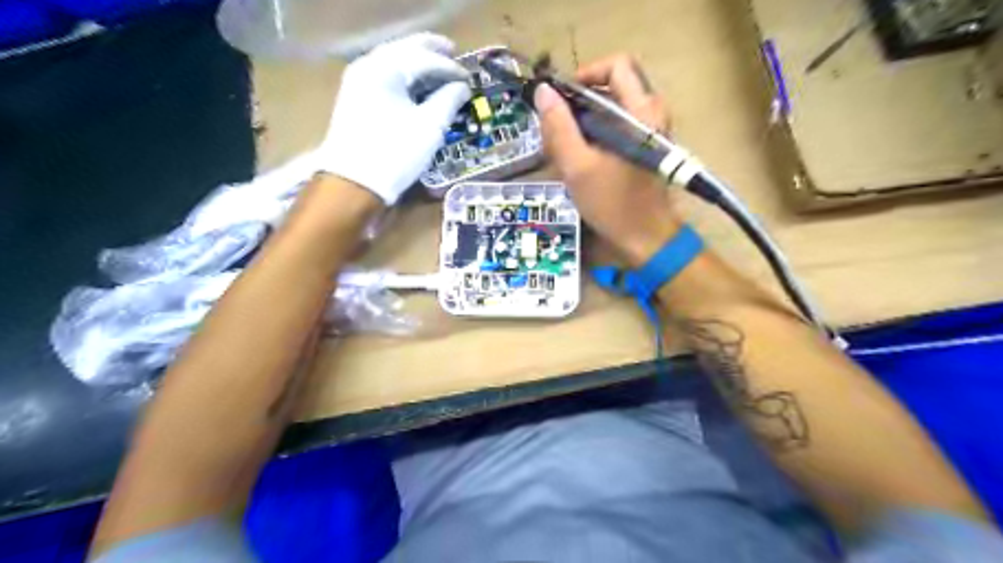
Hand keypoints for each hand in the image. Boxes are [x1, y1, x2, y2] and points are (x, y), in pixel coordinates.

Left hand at [322, 34, 475, 203]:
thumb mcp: (429, 127)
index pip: (425, 58)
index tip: (470, 79)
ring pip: (393, 61)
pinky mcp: (356, 98)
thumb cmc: (396, 153)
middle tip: (454, 53)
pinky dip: (404, 77)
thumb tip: (462, 87)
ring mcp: (358, 81)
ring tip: (439, 68)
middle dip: (431, 51)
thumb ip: (449, 101)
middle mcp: (368, 66)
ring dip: (417, 62)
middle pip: (405, 49)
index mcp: (385, 68)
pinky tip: (418, 85)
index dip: (451, 68)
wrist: (354, 183)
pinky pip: (385, 76)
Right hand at [537, 56, 684, 265]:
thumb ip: (559, 127)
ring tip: (564, 150)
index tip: (562, 99)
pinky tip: (578, 160)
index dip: (586, 74)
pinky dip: (595, 136)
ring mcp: (649, 130)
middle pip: (611, 86)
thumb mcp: (578, 167)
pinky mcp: (644, 146)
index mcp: (641, 111)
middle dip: (580, 103)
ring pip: (612, 108)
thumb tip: (544, 92)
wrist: (646, 238)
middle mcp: (651, 113)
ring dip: (584, 123)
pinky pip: (616, 126)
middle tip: (558, 128)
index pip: (616, 65)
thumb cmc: (613, 205)